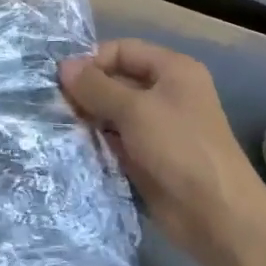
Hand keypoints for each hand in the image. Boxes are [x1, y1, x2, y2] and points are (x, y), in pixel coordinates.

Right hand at [59, 39, 265, 265]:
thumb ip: (96, 87)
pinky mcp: (147, 157)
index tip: (60, 80)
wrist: (215, 214)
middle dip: (86, 91)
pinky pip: (115, 140)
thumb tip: (63, 66)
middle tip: (50, 104)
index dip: (92, 61)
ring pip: (113, 112)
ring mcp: (156, 127)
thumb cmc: (179, 148)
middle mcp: (165, 93)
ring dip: (87, 117)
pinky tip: (70, 145)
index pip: (123, 50)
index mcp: (173, 70)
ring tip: (54, 124)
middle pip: (116, 80)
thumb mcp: (134, 110)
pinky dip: (95, 141)